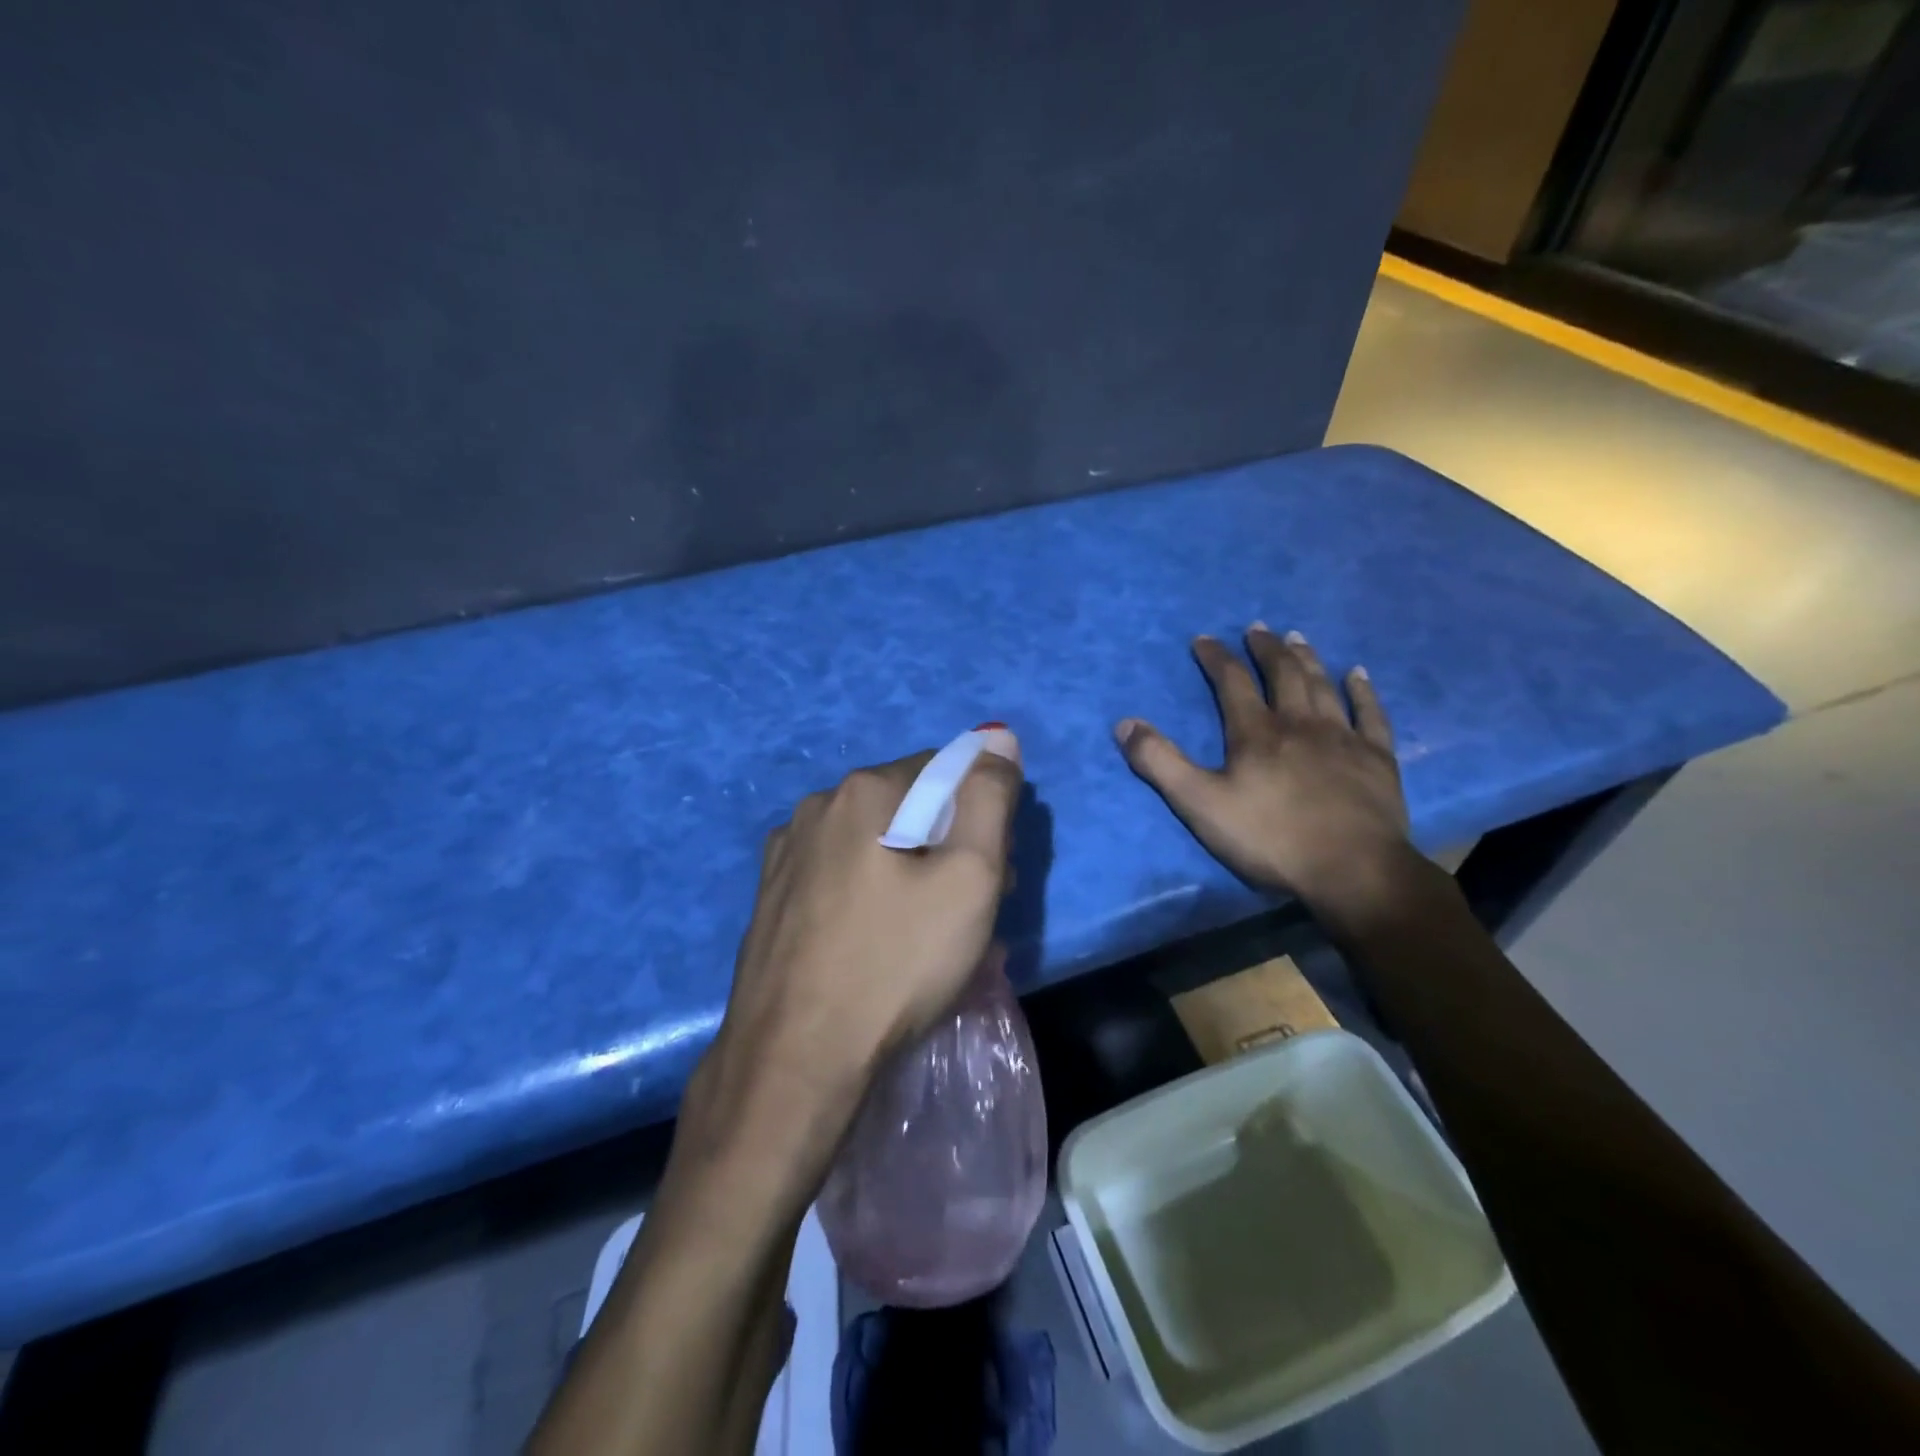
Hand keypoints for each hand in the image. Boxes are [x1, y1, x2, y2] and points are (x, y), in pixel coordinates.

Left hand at [701, 729, 1024, 1132]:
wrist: (795, 1059)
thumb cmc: (895, 962)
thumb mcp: (970, 876)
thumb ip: (990, 797)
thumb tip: (998, 738)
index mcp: (861, 790)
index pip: (945, 771)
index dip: (981, 816)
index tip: (993, 872)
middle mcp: (815, 808)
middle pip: (908, 809)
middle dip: (948, 847)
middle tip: (969, 913)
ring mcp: (785, 855)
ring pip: (874, 845)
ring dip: (912, 875)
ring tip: (929, 939)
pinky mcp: (772, 898)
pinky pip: (841, 878)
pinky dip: (872, 897)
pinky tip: (880, 947)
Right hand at [1115, 626, 1410, 913]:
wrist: (1352, 871)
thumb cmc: (1270, 838)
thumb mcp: (1199, 804)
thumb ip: (1160, 763)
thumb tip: (1125, 723)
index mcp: (1256, 733)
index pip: (1232, 682)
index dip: (1216, 658)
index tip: (1204, 639)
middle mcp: (1300, 723)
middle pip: (1283, 674)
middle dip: (1266, 649)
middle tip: (1257, 629)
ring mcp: (1343, 738)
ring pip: (1323, 687)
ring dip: (1308, 659)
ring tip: (1297, 638)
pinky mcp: (1376, 759)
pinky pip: (1371, 714)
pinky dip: (1363, 691)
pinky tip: (1359, 675)